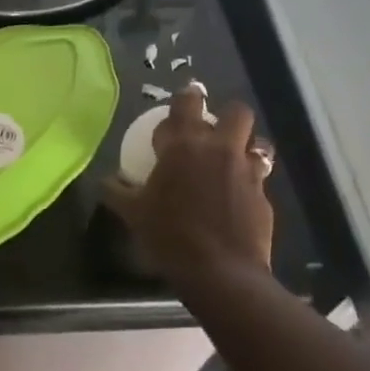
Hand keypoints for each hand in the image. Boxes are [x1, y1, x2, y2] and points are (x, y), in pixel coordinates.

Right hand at [105, 88, 274, 284]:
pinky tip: (237, 195)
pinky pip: (261, 175)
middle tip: (212, 130)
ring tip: (233, 159)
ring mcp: (247, 171)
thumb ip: (117, 191)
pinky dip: (250, 178)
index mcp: (183, 146)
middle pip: (236, 112)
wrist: (219, 271)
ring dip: (246, 145)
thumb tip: (105, 181)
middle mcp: (219, 149)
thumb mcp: (133, 214)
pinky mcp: (264, 195)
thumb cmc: (169, 236)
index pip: (186, 105)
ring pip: (258, 141)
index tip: (182, 101)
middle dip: (226, 115)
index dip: (184, 98)